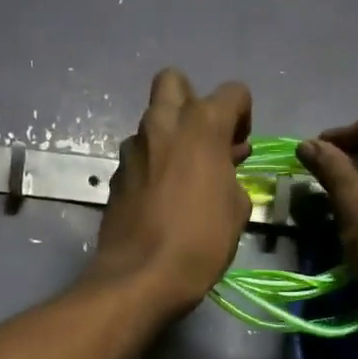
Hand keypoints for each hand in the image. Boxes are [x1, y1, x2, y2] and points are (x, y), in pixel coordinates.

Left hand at [91, 69, 252, 313]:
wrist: (140, 277)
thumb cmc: (200, 241)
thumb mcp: (237, 209)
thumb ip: (233, 175)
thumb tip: (224, 167)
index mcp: (200, 125)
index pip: (232, 92)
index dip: (242, 115)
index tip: (241, 147)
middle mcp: (161, 125)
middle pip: (173, 81)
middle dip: (192, 100)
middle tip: (205, 139)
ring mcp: (132, 149)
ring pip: (152, 121)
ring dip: (169, 136)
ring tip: (185, 175)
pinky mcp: (115, 176)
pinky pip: (139, 155)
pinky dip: (152, 164)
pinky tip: (162, 197)